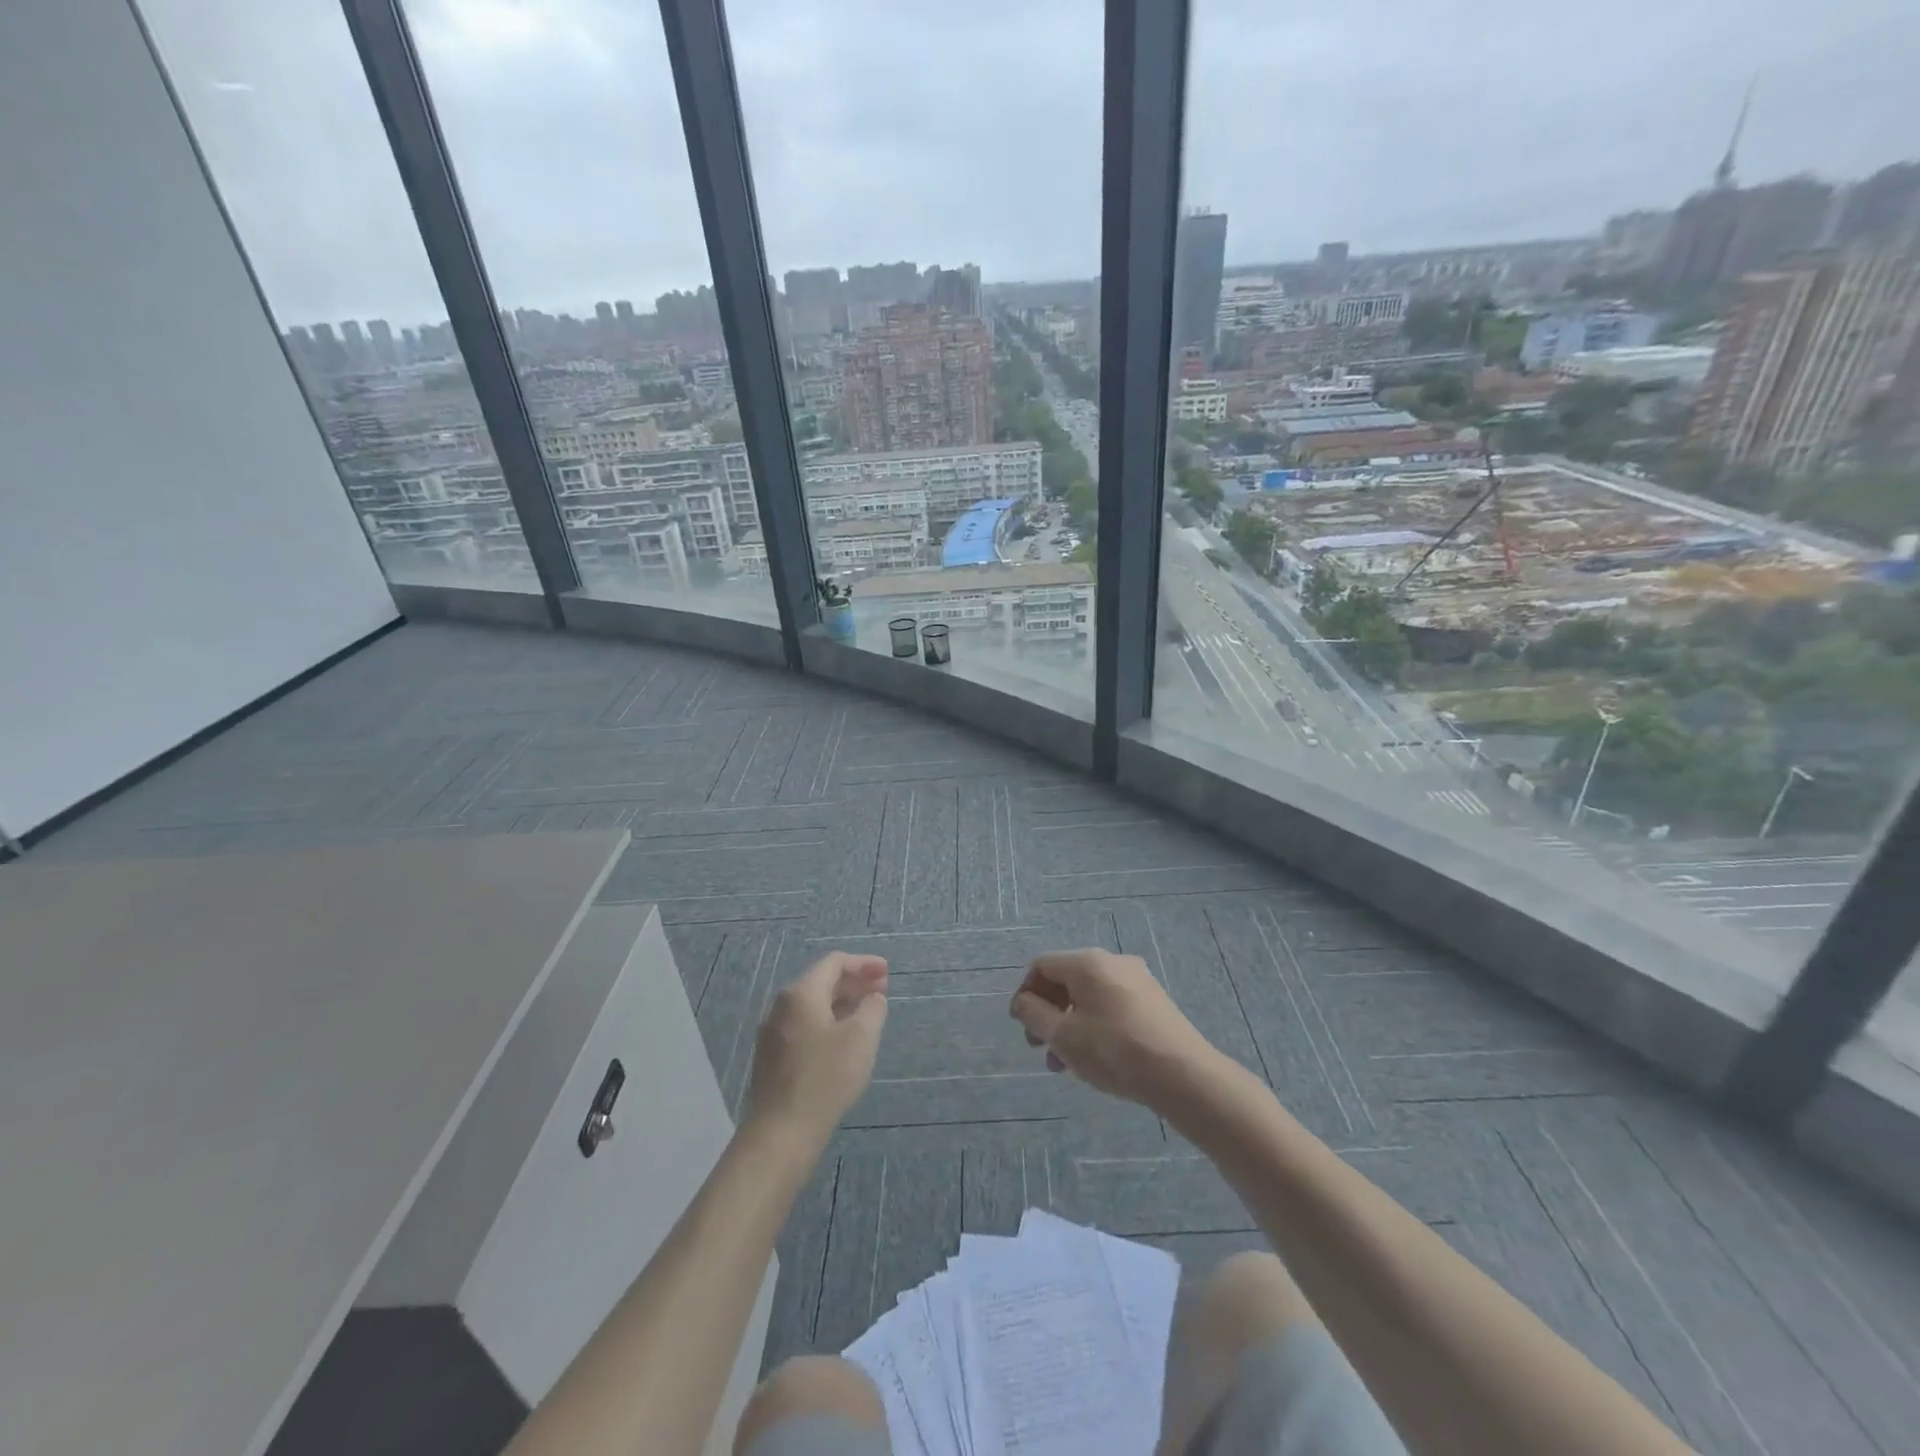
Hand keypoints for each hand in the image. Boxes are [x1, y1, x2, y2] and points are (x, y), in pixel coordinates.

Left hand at [742, 952, 888, 1145]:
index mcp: (801, 993)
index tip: (887, 973)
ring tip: (867, 1017)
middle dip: (854, 983)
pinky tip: (843, 1043)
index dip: (864, 963)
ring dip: (842, 1005)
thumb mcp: (861, 1038)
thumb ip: (872, 1009)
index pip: (834, 963)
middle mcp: (781, 1007)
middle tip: (882, 992)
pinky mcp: (771, 1059)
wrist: (780, 1133)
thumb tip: (872, 999)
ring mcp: (772, 1034)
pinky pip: (804, 1028)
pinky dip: (828, 1024)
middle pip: (822, 982)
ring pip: (812, 1007)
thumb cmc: (825, 1078)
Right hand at [1009, 948, 1215, 1106]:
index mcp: (1088, 962)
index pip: (1043, 966)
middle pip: (1067, 979)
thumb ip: (1035, 1015)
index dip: (1026, 993)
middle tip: (1040, 1047)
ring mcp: (1138, 980)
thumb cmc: (1114, 1051)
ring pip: (1090, 996)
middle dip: (1048, 1012)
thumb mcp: (1064, 1036)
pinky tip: (1097, 1058)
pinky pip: (1112, 1005)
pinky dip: (1095, 1025)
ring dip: (1070, 1024)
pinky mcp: (1154, 1001)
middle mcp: (1113, 961)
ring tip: (1066, 1063)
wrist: (1183, 1074)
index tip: (1022, 1027)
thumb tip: (1022, 1002)